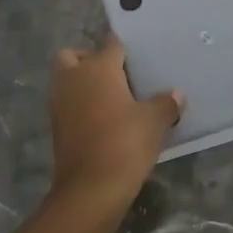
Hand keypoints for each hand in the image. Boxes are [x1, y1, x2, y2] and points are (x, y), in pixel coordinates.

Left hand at [48, 36, 182, 213]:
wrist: (90, 189)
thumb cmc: (125, 144)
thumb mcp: (155, 122)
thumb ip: (166, 103)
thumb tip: (176, 94)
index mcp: (98, 68)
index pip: (111, 44)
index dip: (124, 47)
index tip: (137, 56)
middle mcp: (74, 78)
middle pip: (74, 55)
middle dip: (89, 59)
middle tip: (115, 75)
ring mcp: (60, 102)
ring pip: (65, 79)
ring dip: (82, 82)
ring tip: (111, 98)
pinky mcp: (56, 125)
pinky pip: (66, 102)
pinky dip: (78, 104)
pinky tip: (102, 119)